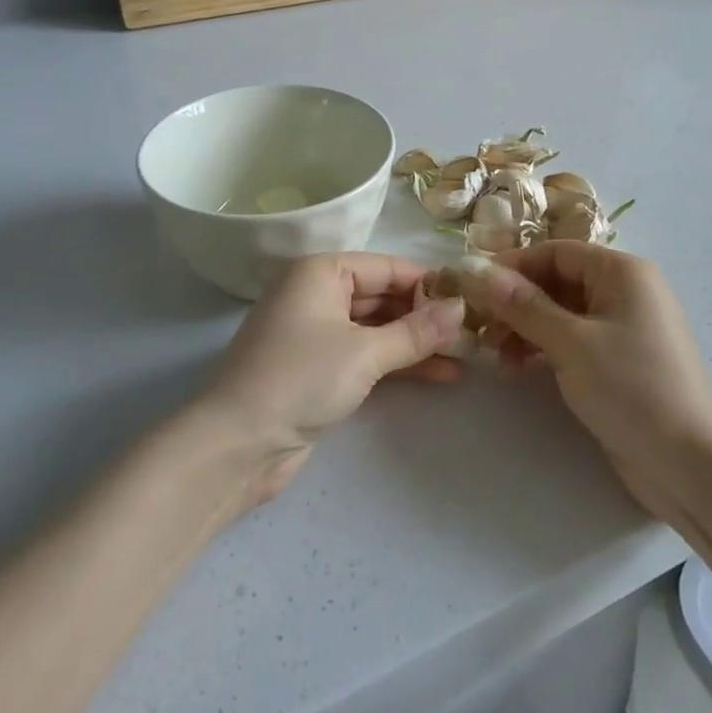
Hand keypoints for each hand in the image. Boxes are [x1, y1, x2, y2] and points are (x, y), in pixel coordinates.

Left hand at [197, 253, 465, 508]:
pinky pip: (367, 355)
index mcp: (321, 272)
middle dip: (426, 315)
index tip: (471, 299)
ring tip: (466, 357)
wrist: (237, 445)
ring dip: (417, 343)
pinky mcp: (319, 369)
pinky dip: (398, 363)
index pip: (387, 267)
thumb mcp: (365, 352)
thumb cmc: (300, 378)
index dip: (429, 283)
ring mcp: (317, 333)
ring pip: (378, 328)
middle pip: (383, 297)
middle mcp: (318, 294)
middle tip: (474, 331)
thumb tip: (462, 309)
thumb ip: (416, 331)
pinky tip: (440, 375)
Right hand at [456, 244, 711, 519]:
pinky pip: (572, 340)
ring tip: (499, 358)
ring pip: (560, 313)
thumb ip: (522, 305)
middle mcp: (624, 291)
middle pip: (556, 281)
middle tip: (480, 330)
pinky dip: (544, 348)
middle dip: (516, 302)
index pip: (555, 251)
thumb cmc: (632, 388)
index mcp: (621, 272)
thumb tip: (477, 270)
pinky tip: (520, 369)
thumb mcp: (571, 342)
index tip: (472, 288)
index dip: (512, 266)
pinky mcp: (618, 361)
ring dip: (526, 329)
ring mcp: (622, 327)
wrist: (691, 464)